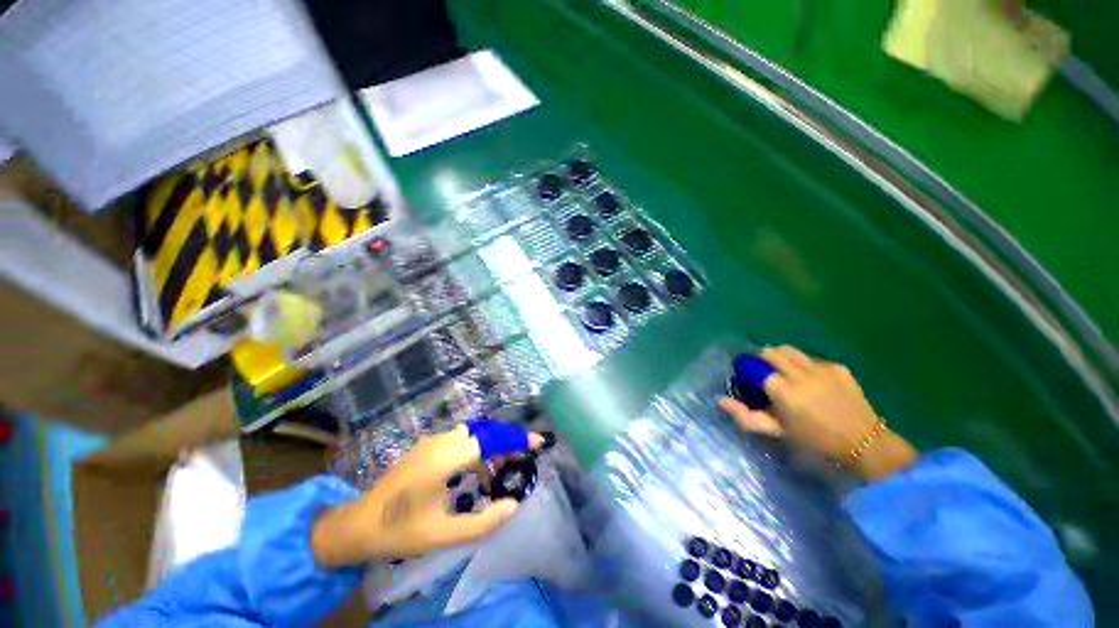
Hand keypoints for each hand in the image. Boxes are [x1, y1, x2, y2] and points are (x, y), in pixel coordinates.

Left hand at [311, 422, 543, 566]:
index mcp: (445, 460)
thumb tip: (513, 504)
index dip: (516, 440)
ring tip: (501, 469)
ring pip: (473, 434)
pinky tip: (476, 469)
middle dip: (506, 443)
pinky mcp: (426, 446)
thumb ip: (483, 521)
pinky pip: (460, 439)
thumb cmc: (400, 532)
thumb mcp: (443, 534)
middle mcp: (441, 442)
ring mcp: (431, 441)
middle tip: (521, 462)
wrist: (357, 525)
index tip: (538, 443)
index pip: (491, 440)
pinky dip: (476, 447)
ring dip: (491, 445)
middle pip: (485, 433)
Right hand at [718, 345, 916, 480]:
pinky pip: (810, 358)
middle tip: (762, 374)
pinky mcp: (837, 367)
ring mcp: (820, 367)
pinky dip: (802, 364)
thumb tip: (720, 400)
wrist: (864, 443)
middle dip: (761, 359)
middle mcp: (799, 373)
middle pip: (770, 352)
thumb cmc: (814, 441)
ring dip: (780, 357)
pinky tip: (810, 380)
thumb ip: (745, 416)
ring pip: (789, 350)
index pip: (754, 366)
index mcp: (782, 389)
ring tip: (783, 372)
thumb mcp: (776, 432)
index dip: (747, 369)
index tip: (747, 378)